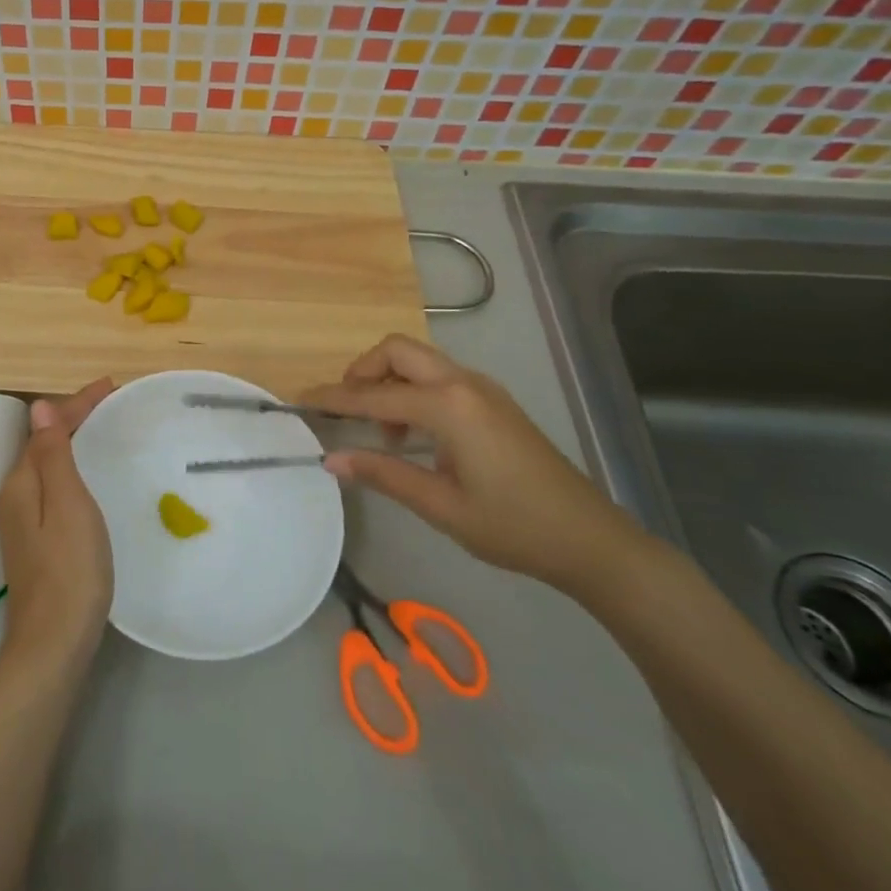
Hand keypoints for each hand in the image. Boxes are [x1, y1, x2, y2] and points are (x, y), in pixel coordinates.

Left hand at [0, 379, 114, 676]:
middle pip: (43, 445)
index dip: (76, 404)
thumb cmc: (69, 570)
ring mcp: (22, 523)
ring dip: (73, 443)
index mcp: (20, 483)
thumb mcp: (67, 504)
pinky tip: (90, 479)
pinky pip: (53, 489)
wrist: (53, 646)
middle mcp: (14, 497)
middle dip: (73, 420)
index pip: (46, 429)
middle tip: (111, 405)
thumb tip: (38, 407)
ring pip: (48, 467)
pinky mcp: (35, 543)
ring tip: (104, 432)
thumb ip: (53, 455)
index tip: (110, 386)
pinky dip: (72, 470)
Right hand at [303, 336, 641, 590]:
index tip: (299, 401)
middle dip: (362, 371)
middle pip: (397, 350)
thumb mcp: (441, 506)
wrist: (591, 540)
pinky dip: (412, 389)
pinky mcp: (492, 400)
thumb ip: (383, 474)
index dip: (333, 399)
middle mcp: (463, 383)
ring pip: (418, 359)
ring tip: (381, 431)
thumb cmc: (514, 527)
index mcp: (449, 407)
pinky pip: (438, 376)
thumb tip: (330, 459)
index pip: (374, 395)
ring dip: (388, 380)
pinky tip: (413, 434)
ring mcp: (482, 388)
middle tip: (346, 409)